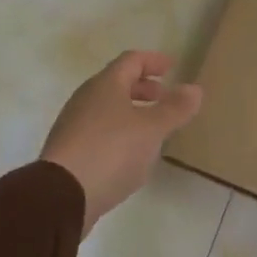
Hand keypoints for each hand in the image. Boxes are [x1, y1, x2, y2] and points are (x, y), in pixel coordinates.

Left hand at [41, 50, 202, 233]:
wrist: (61, 195)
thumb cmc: (111, 151)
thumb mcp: (152, 129)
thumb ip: (175, 109)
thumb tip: (195, 88)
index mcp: (105, 85)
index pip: (131, 60)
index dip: (153, 61)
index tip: (172, 66)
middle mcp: (86, 99)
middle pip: (116, 83)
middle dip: (142, 87)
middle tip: (163, 96)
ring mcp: (74, 125)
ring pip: (107, 108)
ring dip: (131, 111)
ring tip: (152, 127)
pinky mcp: (69, 151)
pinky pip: (99, 131)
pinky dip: (119, 131)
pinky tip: (131, 153)